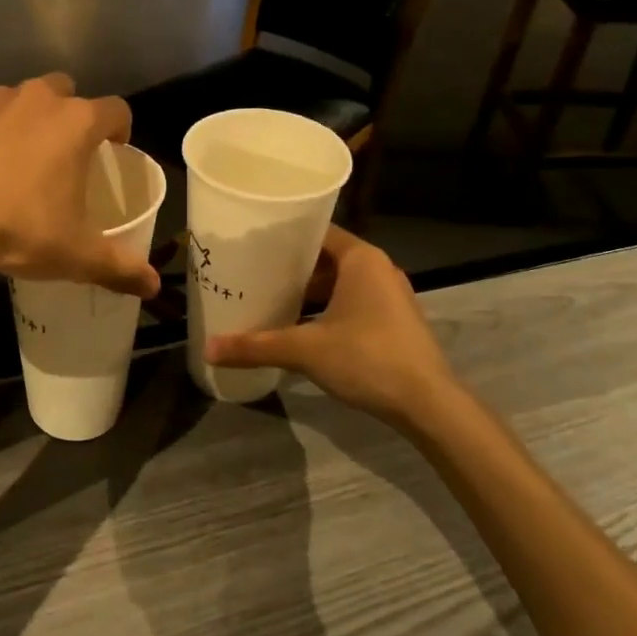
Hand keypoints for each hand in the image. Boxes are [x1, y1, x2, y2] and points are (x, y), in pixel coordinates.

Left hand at [0, 75, 159, 297]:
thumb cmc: (17, 228)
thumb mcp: (74, 255)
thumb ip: (119, 268)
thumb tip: (153, 287)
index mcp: (76, 123)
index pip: (116, 110)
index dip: (120, 128)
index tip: (115, 148)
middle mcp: (38, 99)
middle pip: (66, 92)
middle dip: (70, 116)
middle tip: (63, 155)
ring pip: (20, 99)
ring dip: (25, 121)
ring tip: (15, 161)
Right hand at [204, 226, 461, 425]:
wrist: (428, 404)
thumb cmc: (368, 359)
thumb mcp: (305, 350)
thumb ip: (256, 346)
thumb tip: (208, 349)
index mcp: (361, 259)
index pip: (317, 231)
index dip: (285, 236)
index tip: (252, 243)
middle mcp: (378, 269)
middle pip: (326, 257)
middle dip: (291, 267)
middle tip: (252, 272)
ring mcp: (389, 296)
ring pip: (339, 283)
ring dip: (308, 291)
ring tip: (269, 298)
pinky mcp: (393, 320)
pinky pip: (352, 302)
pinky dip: (326, 308)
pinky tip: (299, 326)